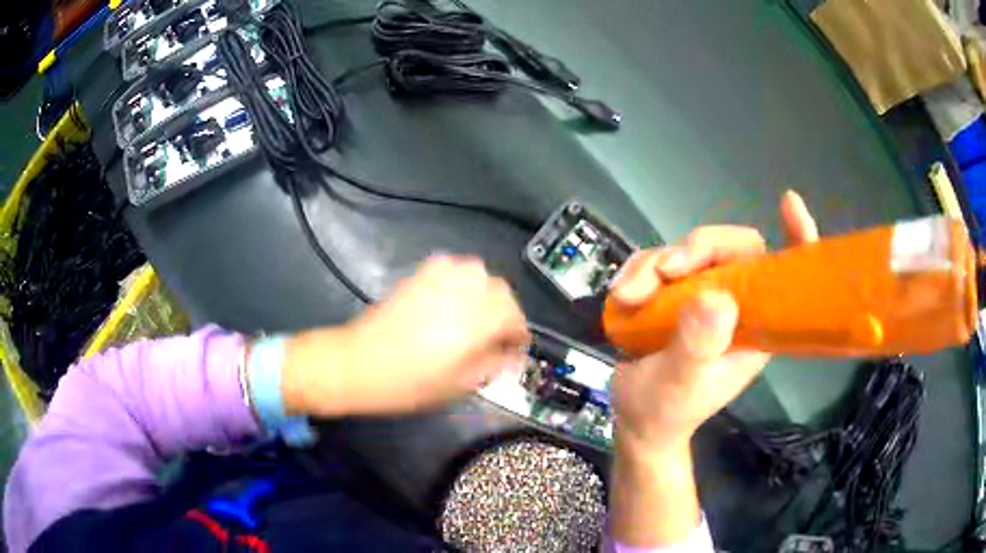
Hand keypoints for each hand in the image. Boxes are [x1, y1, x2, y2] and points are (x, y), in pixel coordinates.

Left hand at [282, 255, 529, 417]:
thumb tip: (510, 356)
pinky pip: (452, 266)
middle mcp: (461, 293)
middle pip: (501, 290)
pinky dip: (461, 279)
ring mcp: (437, 280)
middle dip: (505, 312)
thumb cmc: (407, 384)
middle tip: (497, 337)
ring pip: (478, 273)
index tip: (514, 350)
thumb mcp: (457, 385)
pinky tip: (454, 298)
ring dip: (486, 292)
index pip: (515, 316)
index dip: (519, 335)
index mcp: (474, 323)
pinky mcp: (418, 276)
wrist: (357, 364)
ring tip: (477, 316)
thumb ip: (491, 366)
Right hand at [609, 190, 819, 451]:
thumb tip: (717, 298)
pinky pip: (660, 261)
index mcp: (757, 324)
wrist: (636, 420)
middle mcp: (737, 302)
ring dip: (655, 263)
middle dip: (697, 249)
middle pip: (731, 247)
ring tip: (629, 295)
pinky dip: (639, 270)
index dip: (796, 237)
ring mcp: (705, 295)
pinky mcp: (676, 293)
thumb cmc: (666, 410)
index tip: (789, 205)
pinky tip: (622, 293)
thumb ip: (698, 345)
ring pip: (689, 251)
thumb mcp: (681, 384)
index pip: (786, 273)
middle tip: (665, 270)